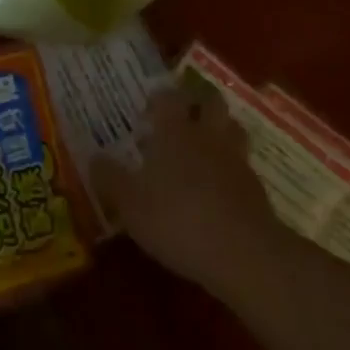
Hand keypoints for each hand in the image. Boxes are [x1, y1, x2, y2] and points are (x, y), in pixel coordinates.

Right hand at [91, 85, 282, 295]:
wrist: (243, 252)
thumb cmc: (176, 220)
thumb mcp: (130, 205)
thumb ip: (111, 179)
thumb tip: (94, 158)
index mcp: (175, 132)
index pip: (169, 97)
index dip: (160, 98)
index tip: (149, 110)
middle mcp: (207, 136)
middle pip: (210, 101)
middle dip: (196, 102)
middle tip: (180, 117)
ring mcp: (235, 159)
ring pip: (231, 127)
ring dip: (218, 129)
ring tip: (202, 146)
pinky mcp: (255, 186)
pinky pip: (241, 162)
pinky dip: (230, 165)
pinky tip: (217, 185)